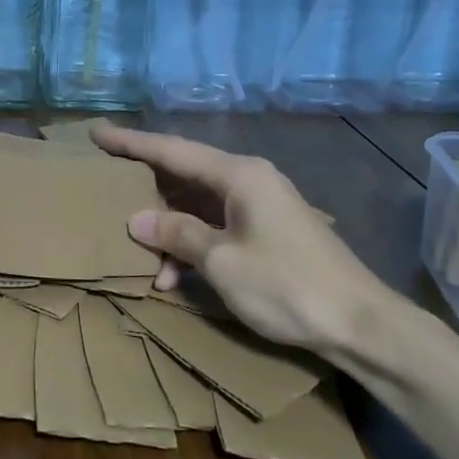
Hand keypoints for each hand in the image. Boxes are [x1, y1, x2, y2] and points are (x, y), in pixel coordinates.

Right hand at [91, 123, 400, 356]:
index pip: (172, 150)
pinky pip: (214, 226)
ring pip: (197, 205)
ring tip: (138, 253)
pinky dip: (191, 246)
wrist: (361, 325)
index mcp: (239, 174)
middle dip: (145, 185)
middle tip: (105, 183)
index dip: (131, 143)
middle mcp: (248, 180)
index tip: (97, 133)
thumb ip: (177, 234)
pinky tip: (172, 277)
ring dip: (167, 229)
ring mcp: (259, 206)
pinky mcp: (266, 232)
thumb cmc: (287, 285)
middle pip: (183, 174)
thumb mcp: (222, 261)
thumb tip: (136, 219)